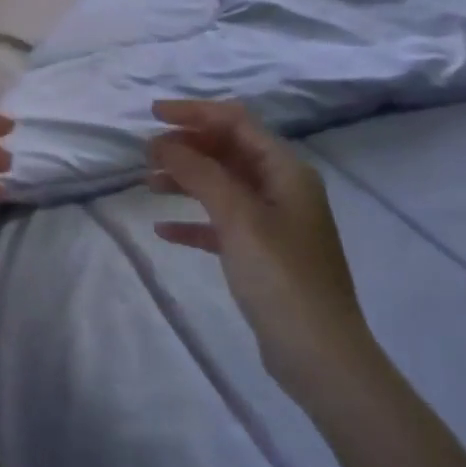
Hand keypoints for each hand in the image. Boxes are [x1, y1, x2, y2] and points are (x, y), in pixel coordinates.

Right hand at [148, 99, 376, 406]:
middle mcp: (282, 189)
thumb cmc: (281, 277)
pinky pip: (222, 224)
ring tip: (148, 184)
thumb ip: (200, 174)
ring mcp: (274, 222)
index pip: (237, 122)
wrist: (319, 354)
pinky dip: (194, 221)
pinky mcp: (262, 254)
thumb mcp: (238, 218)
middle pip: (229, 151)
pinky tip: (164, 230)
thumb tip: (165, 144)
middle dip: (188, 147)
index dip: (195, 112)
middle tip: (146, 154)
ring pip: (223, 186)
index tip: (153, 114)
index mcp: (286, 171)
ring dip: (186, 179)